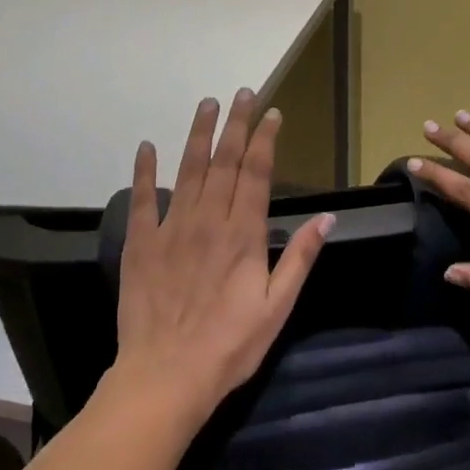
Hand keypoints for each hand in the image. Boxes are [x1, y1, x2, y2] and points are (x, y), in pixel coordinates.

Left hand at [110, 90, 333, 424]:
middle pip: (224, 161)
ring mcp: (171, 229)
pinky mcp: (141, 244)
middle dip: (236, 124)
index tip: (272, 113)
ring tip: (206, 104)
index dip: (265, 139)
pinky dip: (144, 171)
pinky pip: (142, 199)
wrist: (166, 377)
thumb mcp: (277, 307)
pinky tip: (147, 147)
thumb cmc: (229, 346)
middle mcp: (208, 220)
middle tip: (242, 93)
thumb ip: (300, 258)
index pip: (256, 173)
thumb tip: (328, 217)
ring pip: (187, 170)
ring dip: (198, 134)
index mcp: (243, 234)